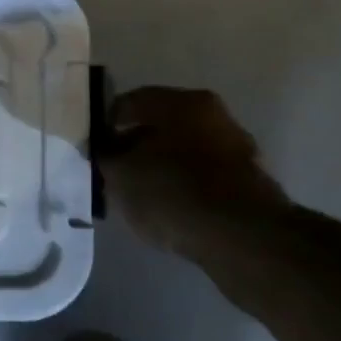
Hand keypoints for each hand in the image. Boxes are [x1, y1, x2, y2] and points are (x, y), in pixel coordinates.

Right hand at [100, 87, 291, 266]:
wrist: (243, 239)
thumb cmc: (172, 191)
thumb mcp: (120, 174)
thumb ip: (105, 156)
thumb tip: (104, 150)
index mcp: (180, 102)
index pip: (128, 102)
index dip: (104, 124)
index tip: (92, 147)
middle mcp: (213, 115)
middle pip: (159, 125)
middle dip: (135, 145)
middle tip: (113, 169)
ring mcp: (236, 148)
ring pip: (182, 151)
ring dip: (160, 166)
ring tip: (137, 193)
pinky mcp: (248, 182)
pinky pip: (202, 176)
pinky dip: (182, 185)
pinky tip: (166, 207)